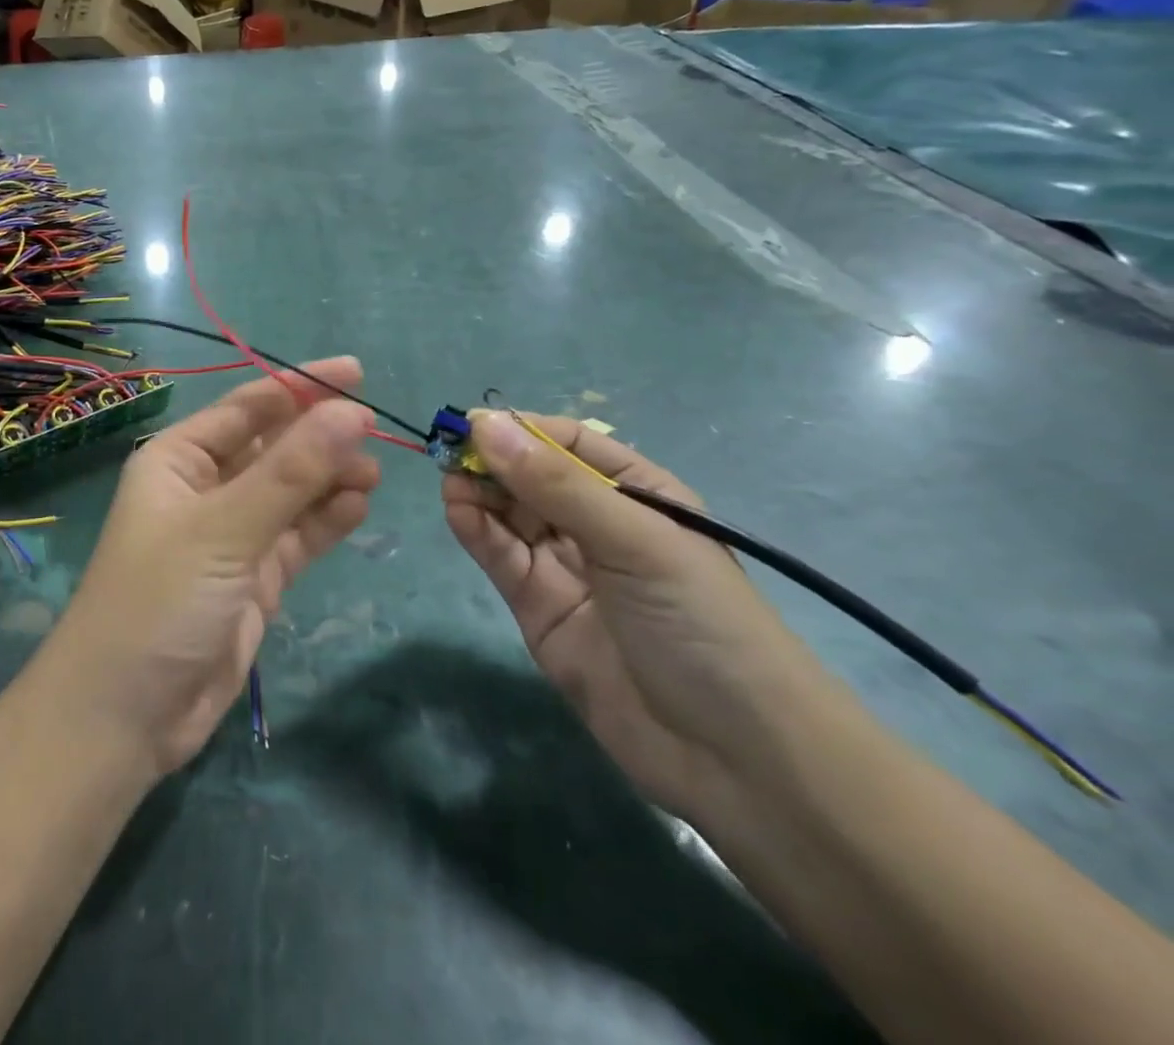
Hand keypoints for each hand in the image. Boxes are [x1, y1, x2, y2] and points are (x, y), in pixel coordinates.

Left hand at [34, 359, 379, 777]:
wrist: (126, 717)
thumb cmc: (160, 601)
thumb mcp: (225, 528)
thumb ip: (292, 472)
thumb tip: (352, 412)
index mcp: (179, 459)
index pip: (248, 407)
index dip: (300, 386)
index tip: (356, 373)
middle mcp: (204, 488)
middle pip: (273, 446)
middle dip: (320, 435)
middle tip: (375, 430)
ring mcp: (231, 534)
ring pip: (291, 491)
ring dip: (330, 478)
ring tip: (374, 473)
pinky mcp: (253, 577)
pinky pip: (297, 535)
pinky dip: (327, 519)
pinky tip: (360, 507)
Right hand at [443, 411, 830, 819]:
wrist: (733, 758)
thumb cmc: (699, 622)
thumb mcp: (633, 539)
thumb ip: (555, 483)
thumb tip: (483, 424)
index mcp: (637, 494)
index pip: (568, 444)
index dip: (520, 430)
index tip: (471, 425)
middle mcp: (599, 525)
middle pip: (531, 478)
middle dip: (492, 462)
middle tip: (448, 454)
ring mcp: (566, 568)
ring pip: (510, 515)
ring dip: (479, 495)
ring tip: (451, 484)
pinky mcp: (539, 608)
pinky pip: (502, 558)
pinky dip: (477, 532)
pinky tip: (457, 513)